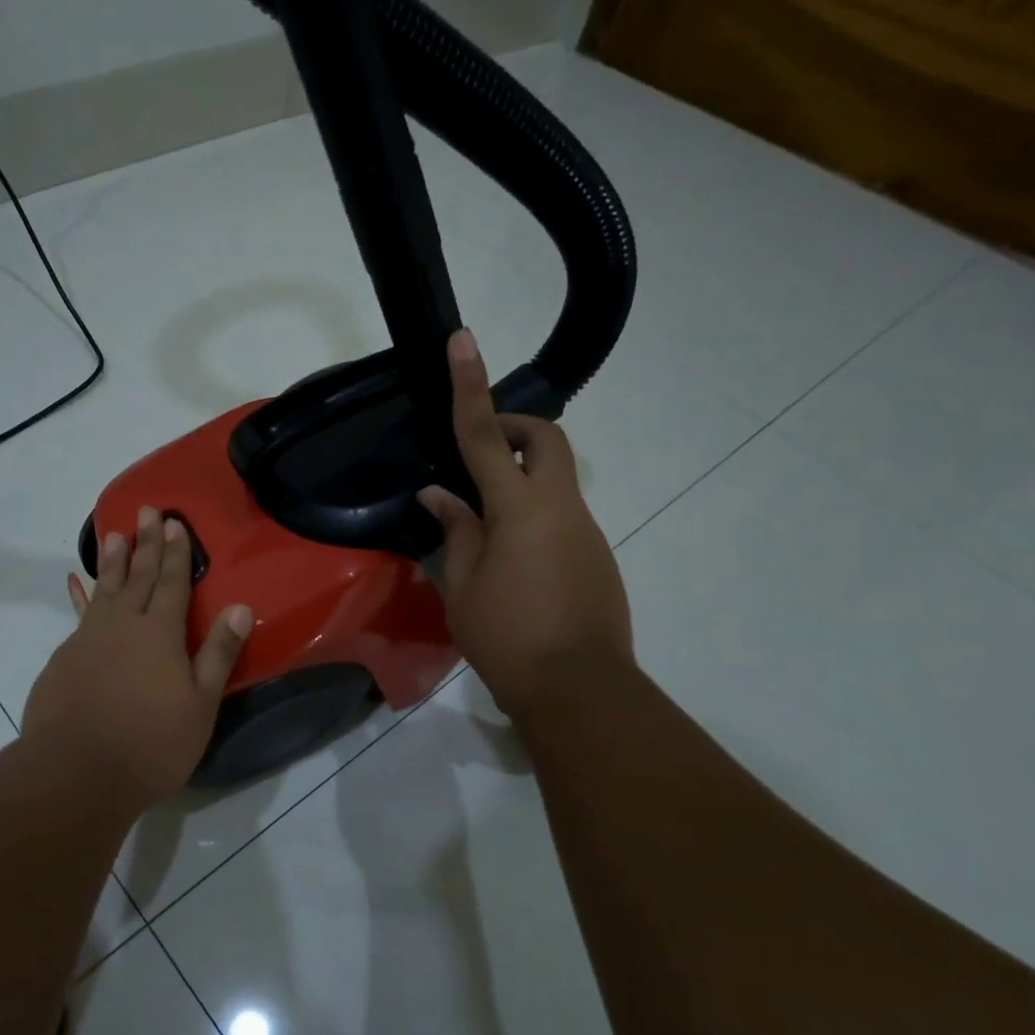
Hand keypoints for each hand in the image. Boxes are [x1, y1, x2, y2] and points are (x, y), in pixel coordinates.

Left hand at [22, 506, 253, 808]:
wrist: (75, 772)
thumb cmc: (151, 742)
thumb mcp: (200, 704)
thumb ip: (218, 653)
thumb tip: (240, 608)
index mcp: (159, 633)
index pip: (170, 582)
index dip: (175, 552)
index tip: (174, 522)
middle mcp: (121, 625)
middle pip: (136, 576)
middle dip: (145, 543)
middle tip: (147, 510)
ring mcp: (87, 640)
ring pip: (104, 590)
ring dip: (112, 562)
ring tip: (114, 535)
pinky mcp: (63, 660)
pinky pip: (80, 616)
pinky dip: (85, 597)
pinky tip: (81, 591)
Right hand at [417, 330, 631, 721]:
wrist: (579, 692)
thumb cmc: (507, 638)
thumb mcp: (463, 586)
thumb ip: (455, 531)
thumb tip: (438, 494)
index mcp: (521, 508)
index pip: (488, 435)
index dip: (471, 387)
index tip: (463, 342)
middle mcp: (562, 507)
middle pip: (548, 440)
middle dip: (516, 426)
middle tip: (480, 450)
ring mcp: (586, 531)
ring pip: (555, 480)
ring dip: (520, 481)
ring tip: (481, 529)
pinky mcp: (597, 556)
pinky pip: (561, 516)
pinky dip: (532, 517)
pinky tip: (509, 562)